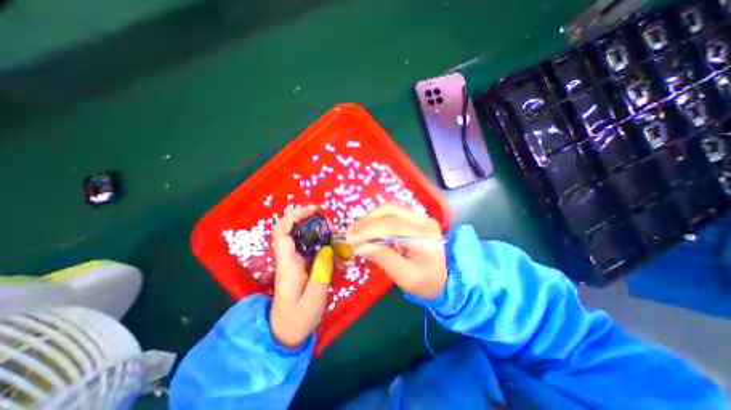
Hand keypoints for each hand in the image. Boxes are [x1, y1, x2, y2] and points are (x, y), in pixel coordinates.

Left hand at [267, 206, 331, 346]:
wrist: (285, 334)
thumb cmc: (297, 319)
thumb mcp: (313, 299)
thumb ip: (321, 272)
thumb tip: (327, 249)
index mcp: (288, 264)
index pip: (282, 232)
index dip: (294, 216)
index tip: (313, 210)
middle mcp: (290, 258)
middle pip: (296, 230)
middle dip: (314, 222)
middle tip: (333, 227)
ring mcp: (297, 262)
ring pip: (307, 239)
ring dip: (323, 234)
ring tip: (338, 239)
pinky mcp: (304, 267)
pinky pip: (315, 250)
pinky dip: (326, 248)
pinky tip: (338, 255)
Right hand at [345, 204, 445, 297]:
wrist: (447, 277)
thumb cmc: (428, 282)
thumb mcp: (406, 277)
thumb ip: (384, 259)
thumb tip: (360, 246)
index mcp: (425, 235)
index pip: (393, 225)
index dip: (368, 230)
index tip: (350, 239)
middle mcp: (423, 220)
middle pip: (389, 211)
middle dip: (366, 221)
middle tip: (350, 235)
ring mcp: (419, 217)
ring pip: (389, 209)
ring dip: (369, 219)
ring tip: (356, 233)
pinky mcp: (414, 218)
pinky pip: (391, 213)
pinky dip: (376, 220)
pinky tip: (367, 230)